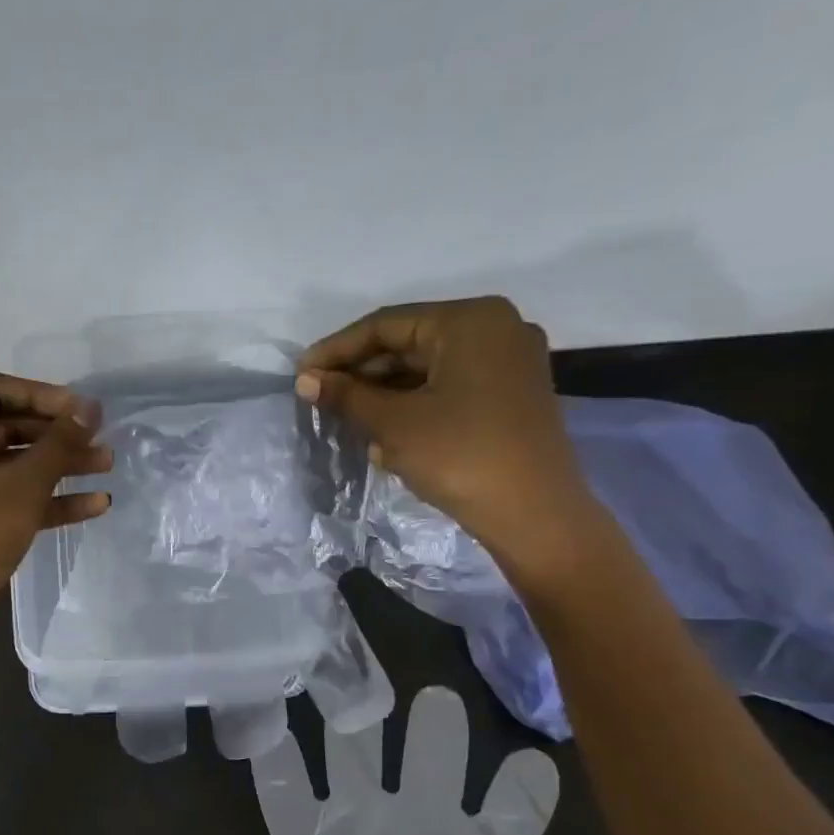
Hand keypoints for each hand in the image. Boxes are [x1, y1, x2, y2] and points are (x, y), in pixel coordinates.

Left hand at [0, 371, 111, 655]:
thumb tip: (88, 409)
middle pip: (6, 426)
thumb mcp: (22, 485)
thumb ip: (58, 443)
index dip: (36, 392)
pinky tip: (94, 505)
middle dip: (55, 432)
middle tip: (99, 437)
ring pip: (14, 466)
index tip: (75, 408)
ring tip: (107, 466)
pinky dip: (49, 499)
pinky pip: (13, 499)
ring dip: (60, 464)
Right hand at [253, 687, 606, 834]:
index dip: (522, 792)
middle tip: (440, 701)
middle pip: (428, 773)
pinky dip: (274, 769)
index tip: (535, 761)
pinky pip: (285, 805)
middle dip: (436, 737)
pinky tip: (265, 734)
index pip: (507, 819)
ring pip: (357, 770)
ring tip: (356, 700)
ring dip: (355, 738)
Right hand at [294, 297, 594, 569]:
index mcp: (469, 321)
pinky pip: (449, 387)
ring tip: (342, 417)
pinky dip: (413, 404)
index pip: (386, 325)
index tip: (300, 373)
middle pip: (410, 343)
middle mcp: (495, 329)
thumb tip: (305, 380)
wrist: (533, 513)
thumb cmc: (460, 455)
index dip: (337, 350)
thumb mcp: (394, 424)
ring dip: (383, 392)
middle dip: (361, 373)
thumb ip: (347, 396)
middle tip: (319, 398)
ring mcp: (507, 363)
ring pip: (428, 368)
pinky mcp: (510, 395)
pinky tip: (382, 432)